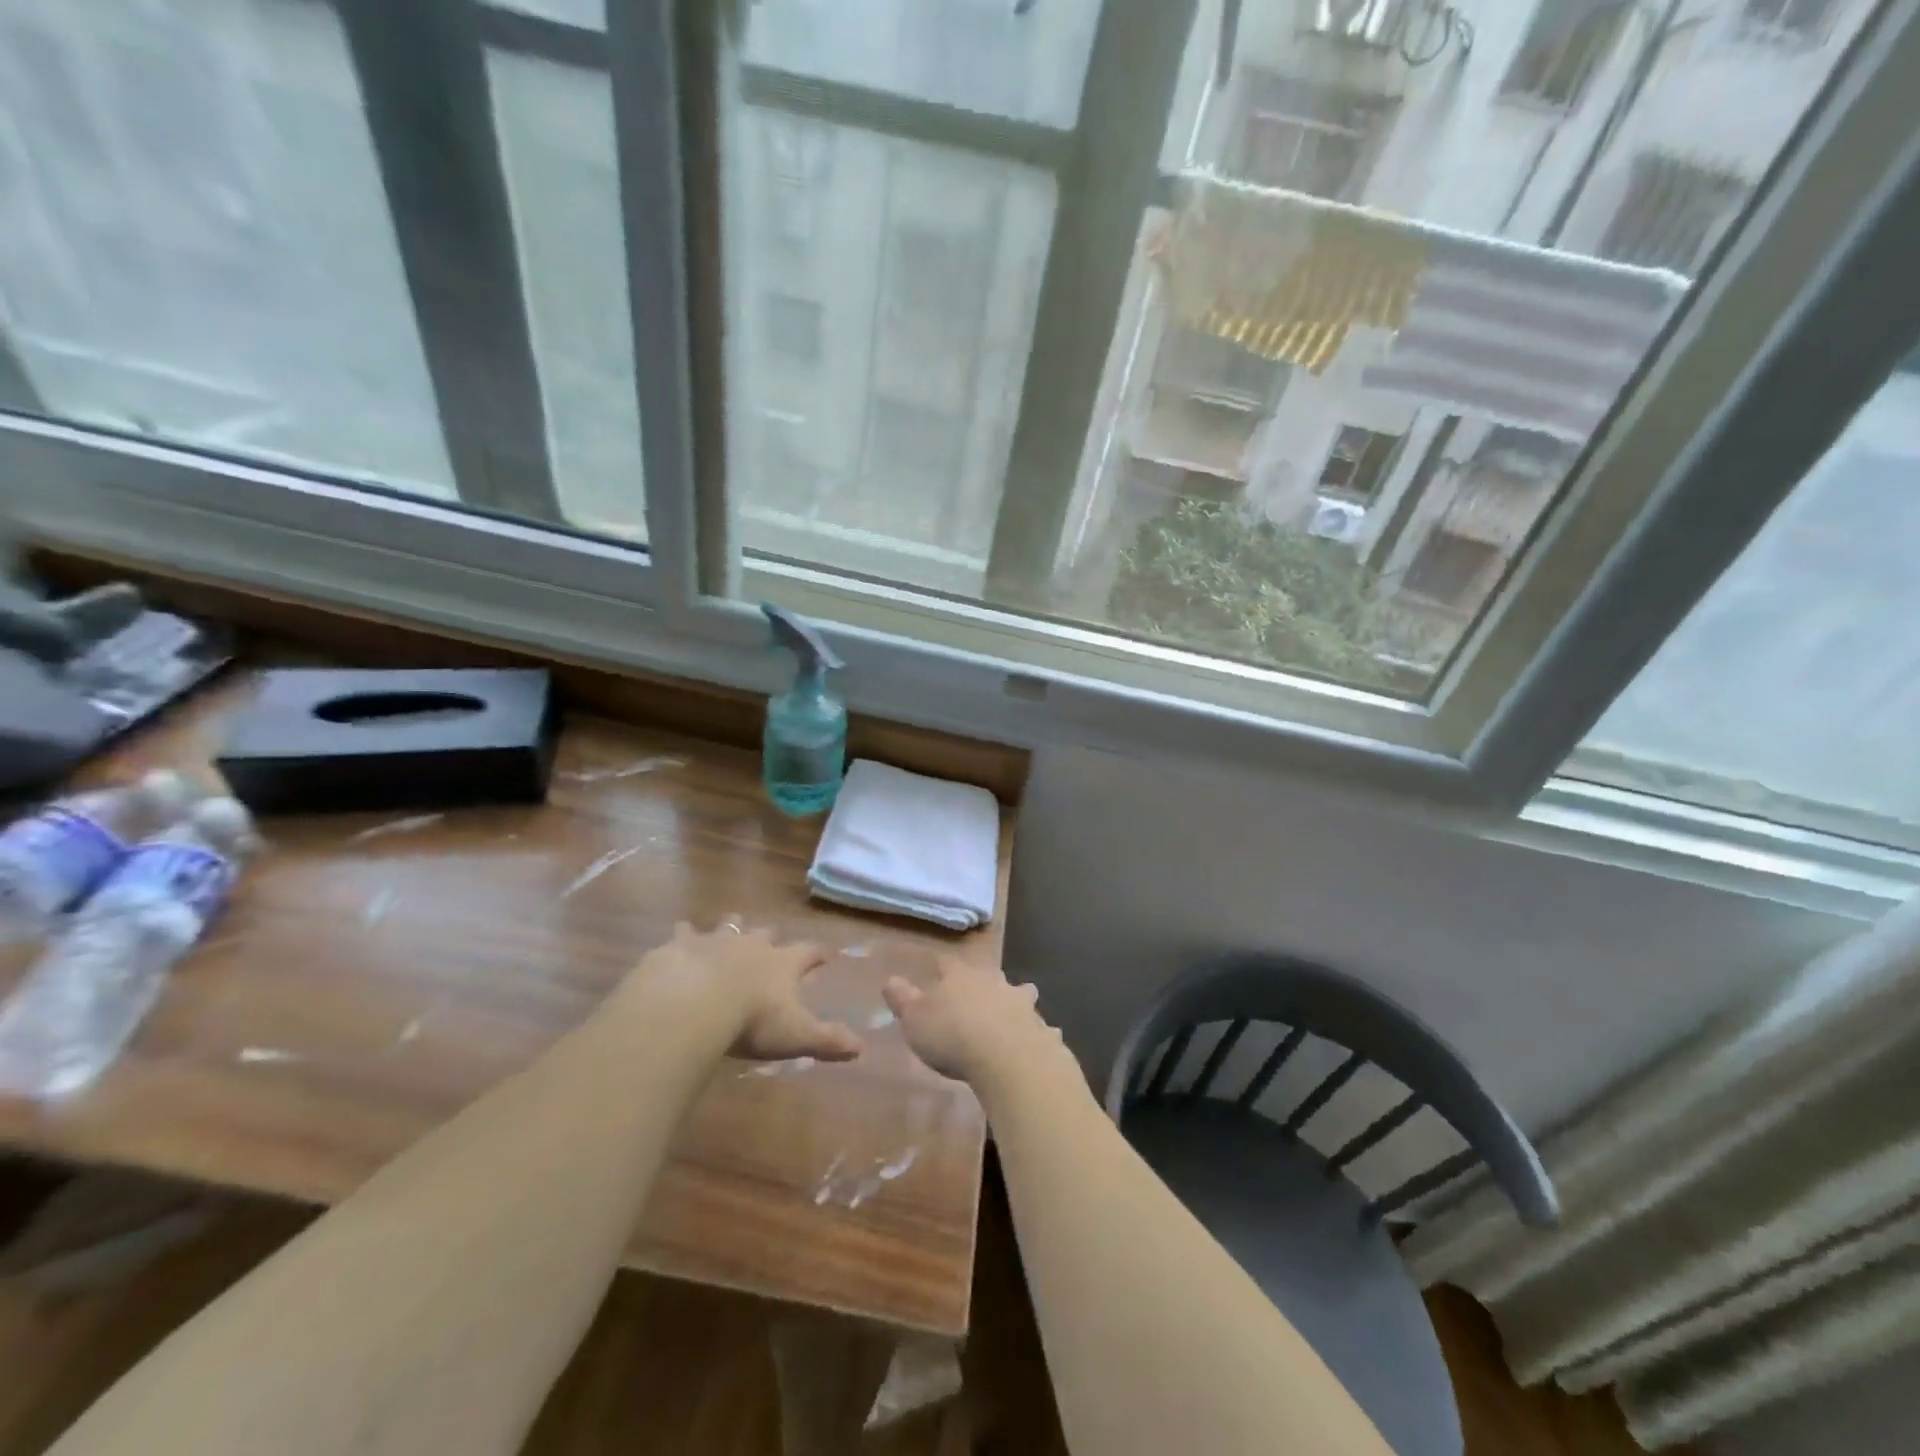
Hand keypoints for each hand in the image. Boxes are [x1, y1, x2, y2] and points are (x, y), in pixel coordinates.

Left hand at [629, 921, 863, 1063]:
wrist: (695, 1001)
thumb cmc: (753, 1020)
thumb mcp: (797, 1035)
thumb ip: (828, 1040)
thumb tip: (863, 1049)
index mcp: (783, 963)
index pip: (809, 952)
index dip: (819, 954)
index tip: (826, 954)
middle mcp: (753, 944)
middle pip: (766, 933)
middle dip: (769, 936)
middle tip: (770, 939)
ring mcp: (717, 940)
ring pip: (729, 925)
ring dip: (731, 927)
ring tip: (730, 927)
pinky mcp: (683, 945)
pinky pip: (684, 932)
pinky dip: (684, 934)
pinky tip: (680, 934)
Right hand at [883, 956, 1062, 1084]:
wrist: (1007, 1058)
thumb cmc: (952, 1036)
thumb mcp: (914, 1019)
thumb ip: (902, 998)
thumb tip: (890, 979)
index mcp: (960, 976)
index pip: (947, 963)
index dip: (940, 968)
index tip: (936, 971)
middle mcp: (993, 982)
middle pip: (988, 974)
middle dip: (983, 981)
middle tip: (977, 991)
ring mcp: (1021, 1003)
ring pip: (1020, 994)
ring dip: (1017, 1000)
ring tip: (1015, 1009)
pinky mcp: (1040, 1029)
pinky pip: (1040, 1027)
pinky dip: (1040, 1032)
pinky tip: (1043, 1040)